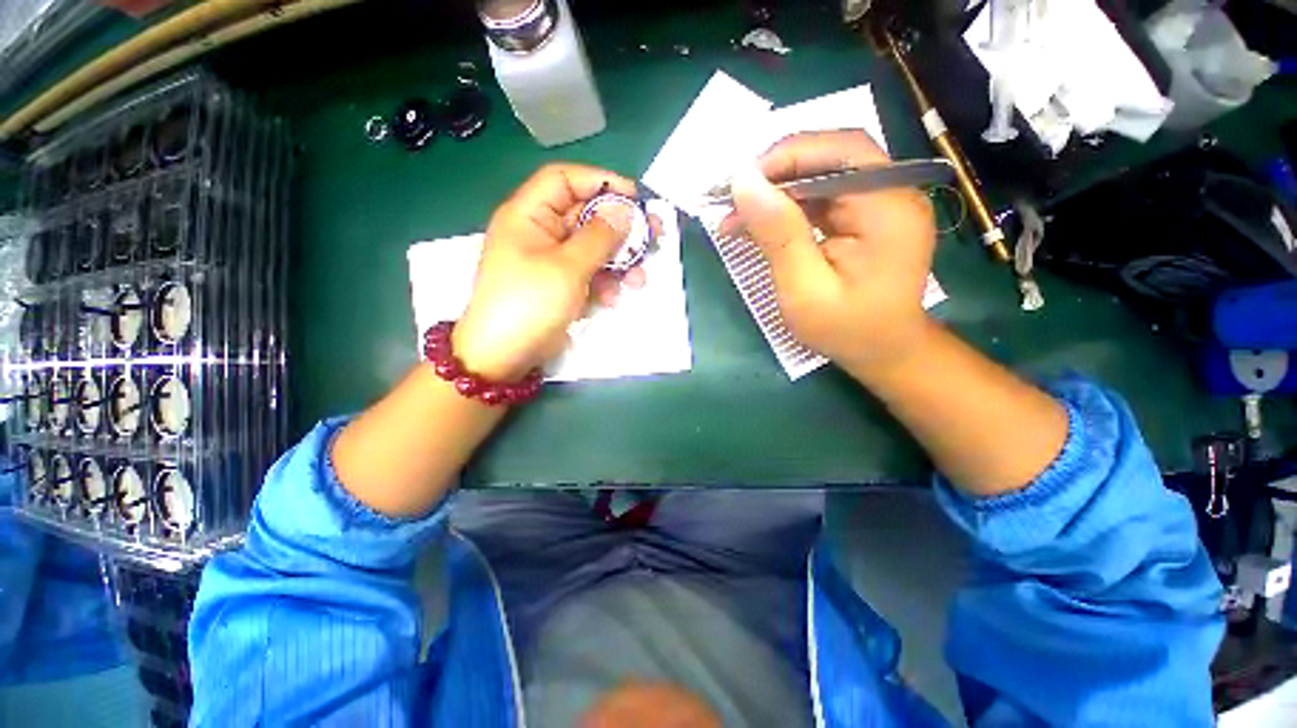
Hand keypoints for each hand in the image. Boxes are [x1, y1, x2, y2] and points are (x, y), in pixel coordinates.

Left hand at [454, 164, 638, 380]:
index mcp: (528, 215)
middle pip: (585, 216)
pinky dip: (604, 283)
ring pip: (592, 249)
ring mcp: (551, 261)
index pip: (564, 180)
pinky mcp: (560, 285)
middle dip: (620, 229)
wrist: (504, 356)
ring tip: (638, 280)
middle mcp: (539, 232)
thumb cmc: (530, 303)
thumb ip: (599, 236)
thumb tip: (624, 211)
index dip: (600, 182)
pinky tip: (612, 299)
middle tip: (653, 237)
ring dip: (618, 262)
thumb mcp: (567, 267)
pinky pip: (588, 273)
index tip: (635, 198)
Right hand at [727, 130, 937, 373]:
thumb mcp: (804, 289)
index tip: (739, 185)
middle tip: (733, 200)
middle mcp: (893, 193)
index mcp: (887, 208)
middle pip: (831, 157)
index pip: (839, 152)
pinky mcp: (867, 216)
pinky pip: (824, 197)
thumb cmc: (846, 329)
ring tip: (737, 216)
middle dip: (777, 173)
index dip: (786, 157)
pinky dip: (789, 206)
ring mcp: (882, 203)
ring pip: (823, 175)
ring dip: (778, 191)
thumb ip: (778, 235)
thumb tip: (744, 182)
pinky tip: (762, 224)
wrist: (884, 352)